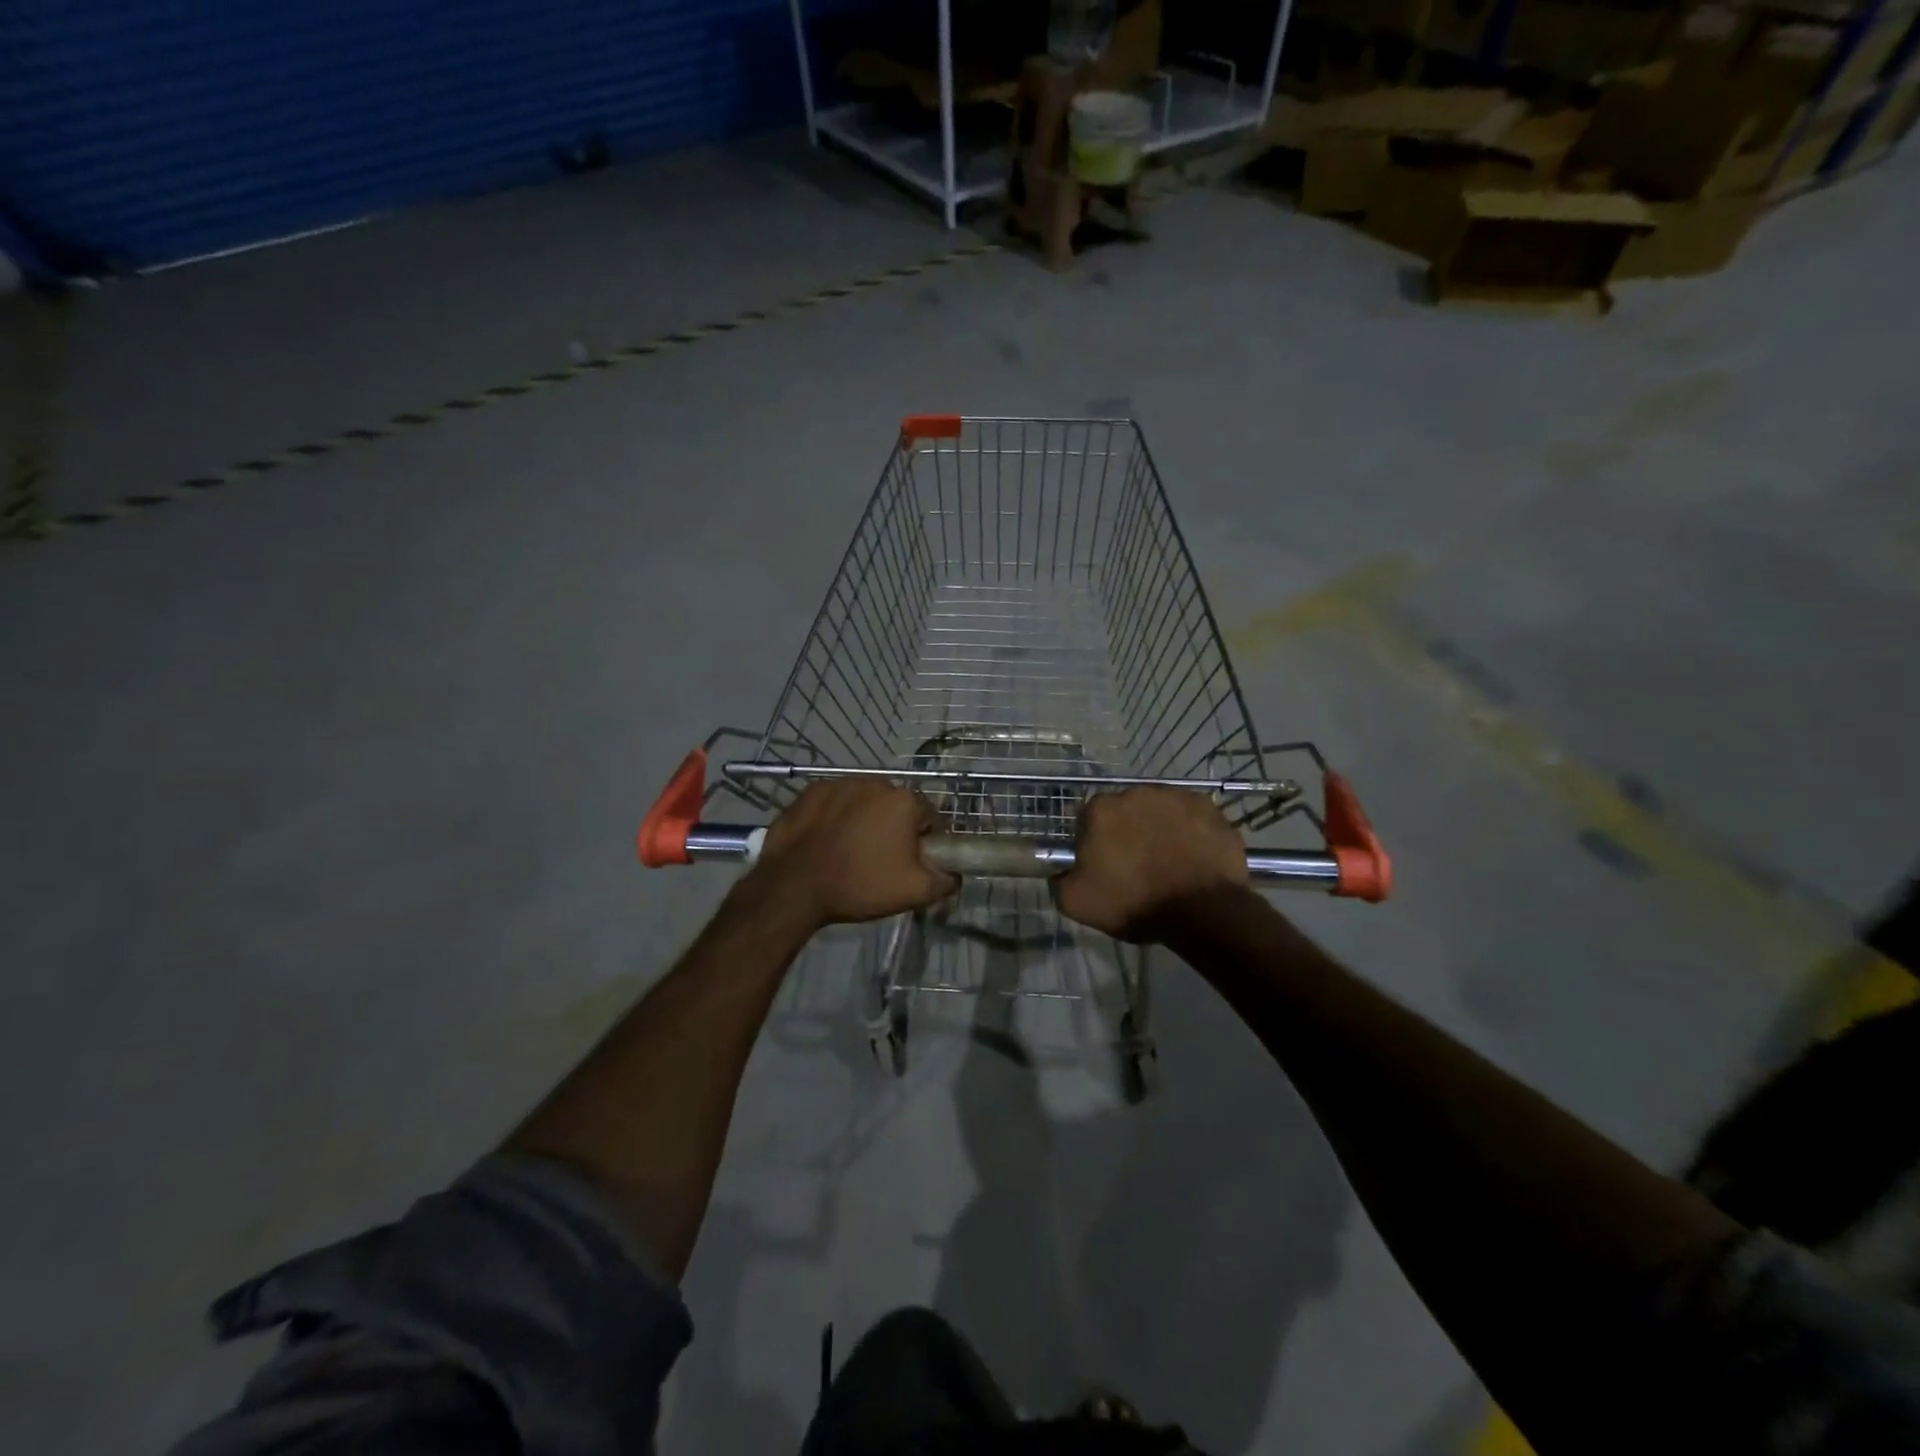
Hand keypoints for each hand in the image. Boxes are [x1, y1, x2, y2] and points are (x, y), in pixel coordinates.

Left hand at [750, 779, 955, 929]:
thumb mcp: (914, 892)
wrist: (794, 886)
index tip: (910, 863)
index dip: (924, 842)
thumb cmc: (860, 885)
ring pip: (863, 802)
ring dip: (862, 820)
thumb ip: (946, 880)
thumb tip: (954, 873)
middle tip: (879, 860)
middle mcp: (875, 782)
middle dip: (892, 828)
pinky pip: (833, 803)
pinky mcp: (810, 791)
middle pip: (895, 807)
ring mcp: (839, 783)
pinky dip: (834, 817)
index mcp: (904, 801)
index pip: (928, 818)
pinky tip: (825, 841)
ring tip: (848, 850)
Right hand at [1055, 787, 1249, 941]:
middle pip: (1124, 811)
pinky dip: (1189, 831)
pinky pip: (1190, 816)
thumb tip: (1061, 871)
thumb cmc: (1136, 903)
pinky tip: (1193, 856)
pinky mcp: (1207, 806)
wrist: (1203, 910)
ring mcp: (1175, 796)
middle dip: (1127, 831)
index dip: (1093, 843)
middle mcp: (1136, 792)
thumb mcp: (1078, 903)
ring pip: (1158, 810)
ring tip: (1169, 861)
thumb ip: (1059, 880)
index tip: (1104, 866)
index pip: (1088, 820)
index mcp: (1101, 810)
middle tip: (1136, 865)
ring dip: (1158, 828)